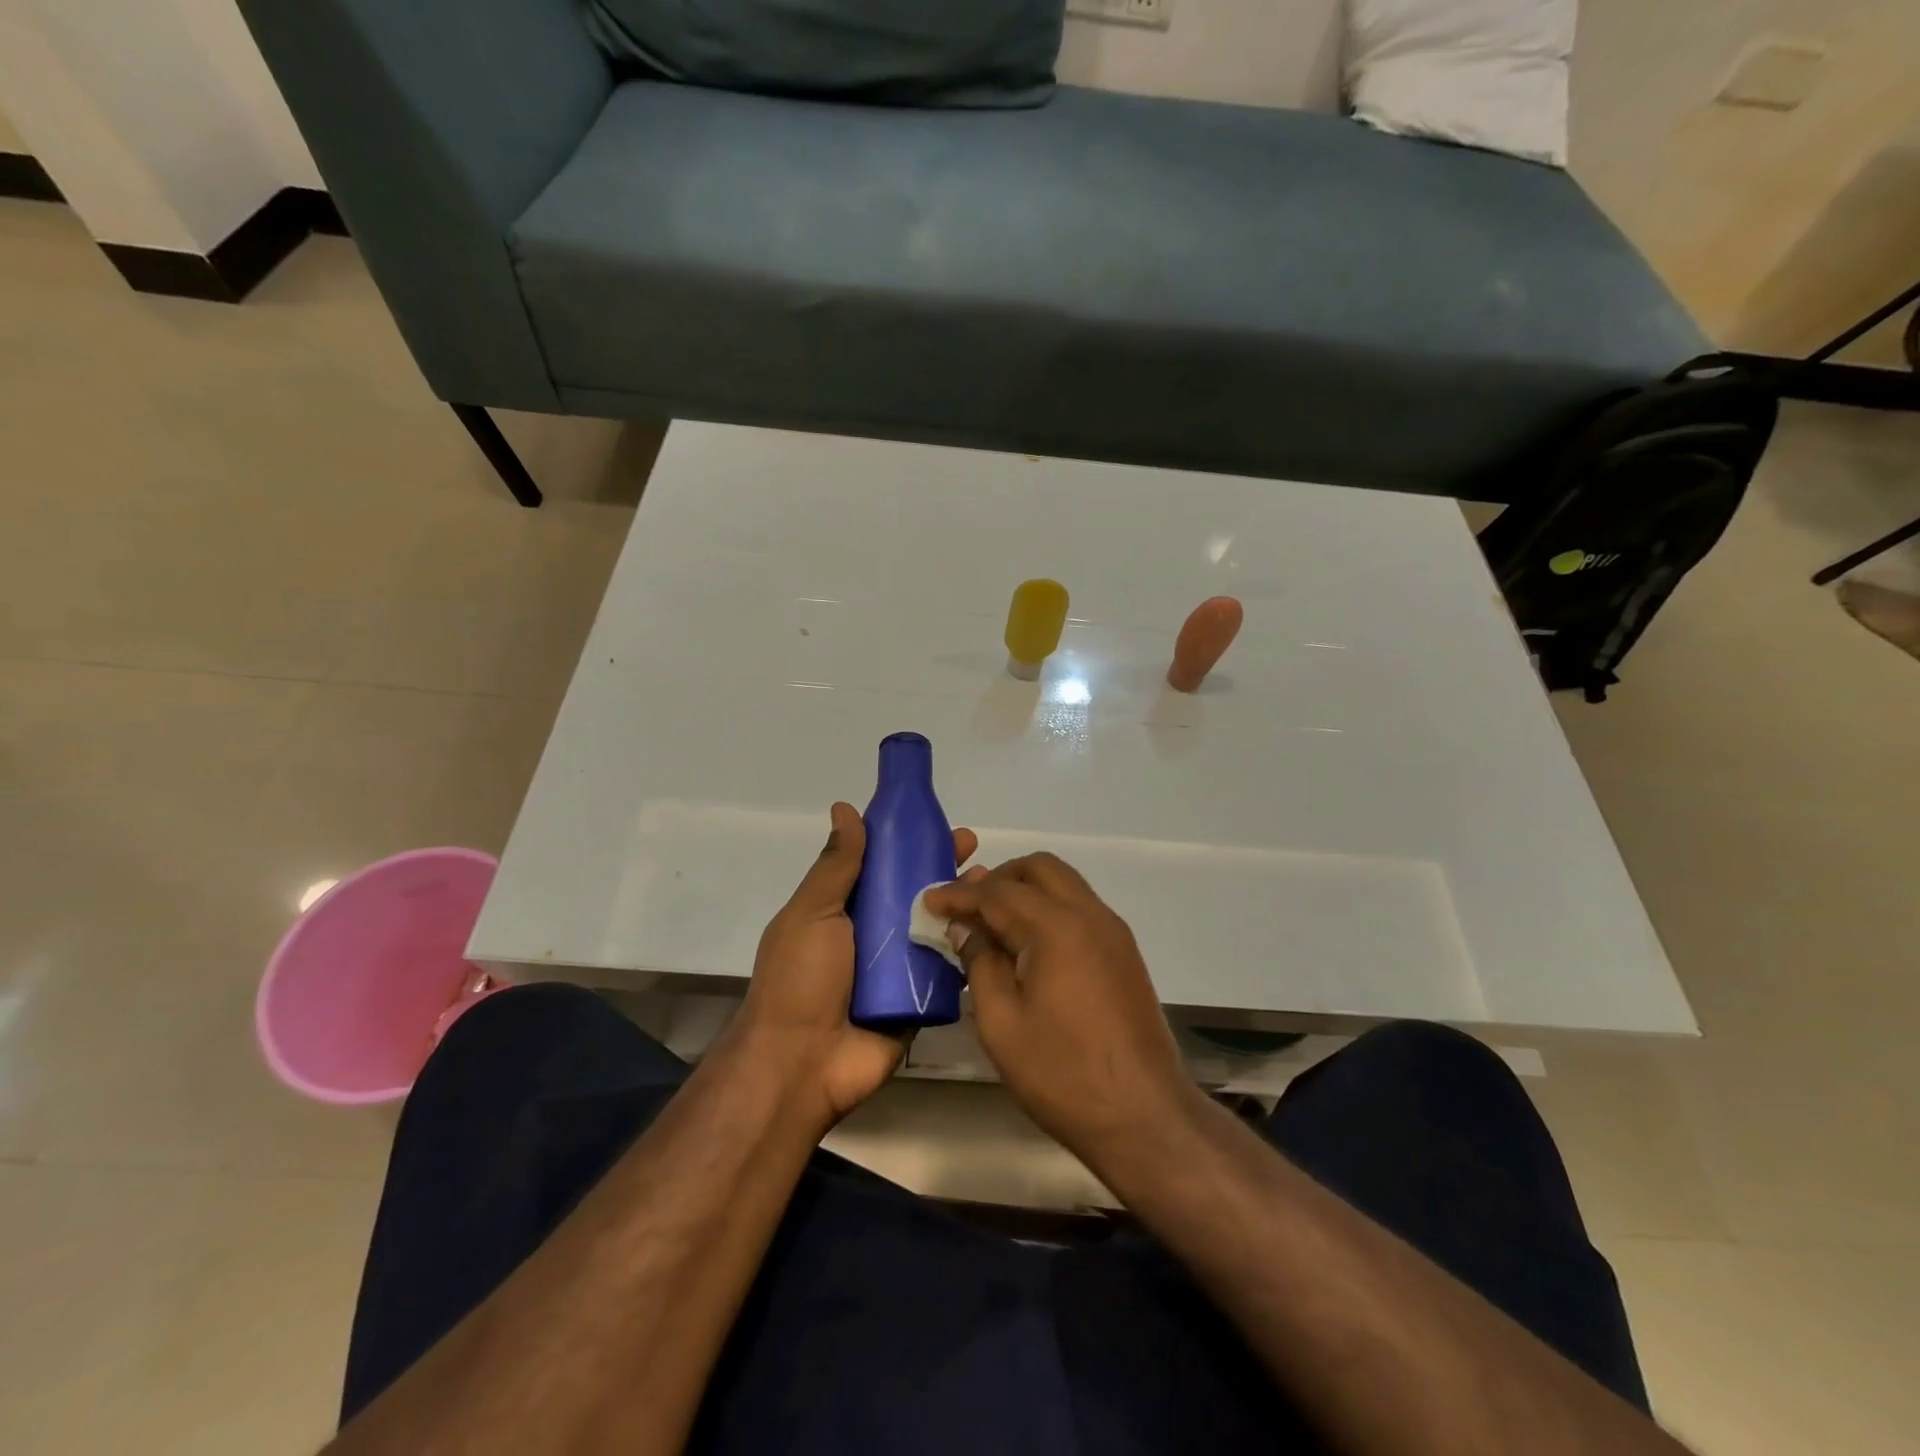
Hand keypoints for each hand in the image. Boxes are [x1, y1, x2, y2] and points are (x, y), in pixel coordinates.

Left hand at [731, 802, 977, 1131]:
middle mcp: (873, 935)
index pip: (882, 866)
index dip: (908, 842)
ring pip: (937, 927)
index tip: (936, 823)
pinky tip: (996, 928)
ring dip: (963, 905)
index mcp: (844, 910)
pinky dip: (970, 949)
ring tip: (991, 885)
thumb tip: (844, 808)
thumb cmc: (800, 979)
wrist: (801, 1064)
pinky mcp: (920, 1000)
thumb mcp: (812, 912)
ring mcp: (899, 970)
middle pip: (915, 893)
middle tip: (973, 852)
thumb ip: (835, 865)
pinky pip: (949, 969)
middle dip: (943, 869)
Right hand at [922, 855, 1201, 1166]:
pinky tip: (1026, 945)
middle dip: (998, 878)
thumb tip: (966, 929)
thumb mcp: (1002, 1023)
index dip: (959, 894)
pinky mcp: (1123, 953)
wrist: (1144, 1116)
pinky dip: (1048, 910)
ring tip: (991, 923)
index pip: (998, 892)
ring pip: (1064, 885)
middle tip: (966, 906)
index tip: (929, 900)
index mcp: (1057, 926)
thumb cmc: (1063, 1073)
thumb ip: (980, 964)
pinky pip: (1079, 909)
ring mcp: (1113, 932)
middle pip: (1039, 869)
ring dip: (1025, 891)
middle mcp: (1090, 915)